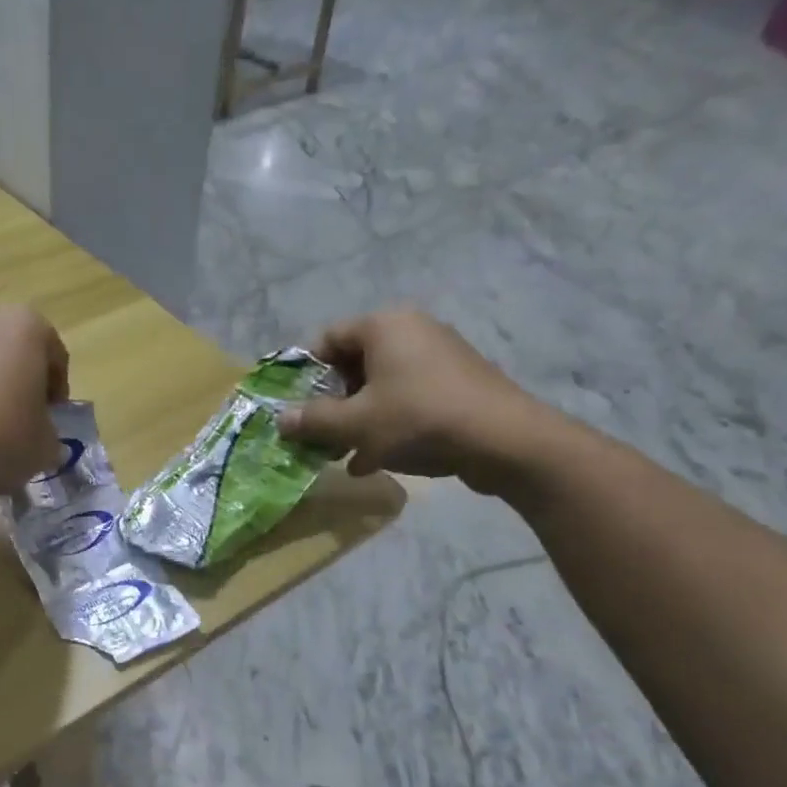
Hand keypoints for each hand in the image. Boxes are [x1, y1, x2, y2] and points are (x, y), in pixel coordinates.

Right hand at [276, 306, 552, 492]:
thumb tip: (281, 420)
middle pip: (353, 362)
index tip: (294, 406)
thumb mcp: (355, 424)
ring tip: (341, 452)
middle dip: (330, 401)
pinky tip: (373, 460)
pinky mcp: (457, 383)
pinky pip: (408, 397)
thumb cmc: (418, 420)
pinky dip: (386, 422)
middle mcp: (412, 330)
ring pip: (380, 384)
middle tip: (317, 433)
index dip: (304, 373)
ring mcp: (439, 356)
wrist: (505, 441)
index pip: (327, 338)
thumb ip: (313, 420)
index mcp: (384, 325)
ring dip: (356, 417)